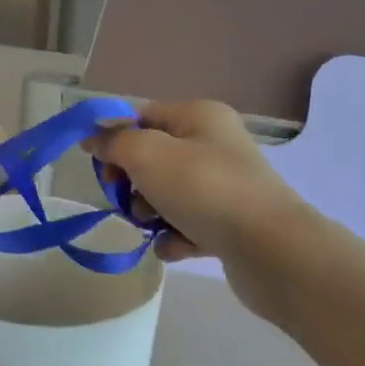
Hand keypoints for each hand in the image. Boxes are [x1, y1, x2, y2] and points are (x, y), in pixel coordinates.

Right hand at [89, 101, 305, 264]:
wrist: (270, 250)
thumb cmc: (204, 189)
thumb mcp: (148, 154)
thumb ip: (114, 142)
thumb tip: (93, 137)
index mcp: (200, 116)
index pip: (143, 115)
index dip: (115, 137)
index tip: (98, 166)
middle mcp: (216, 144)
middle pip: (154, 156)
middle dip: (132, 180)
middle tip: (126, 199)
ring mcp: (226, 185)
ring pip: (168, 193)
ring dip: (150, 211)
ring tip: (153, 226)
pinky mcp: (231, 224)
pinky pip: (188, 225)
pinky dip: (175, 236)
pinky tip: (175, 247)